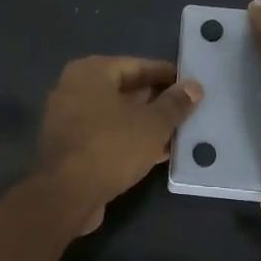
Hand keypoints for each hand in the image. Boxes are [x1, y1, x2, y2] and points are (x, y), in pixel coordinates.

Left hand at [36, 57, 203, 232]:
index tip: (191, 84)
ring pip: (117, 116)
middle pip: (125, 90)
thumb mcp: (152, 124)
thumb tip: (194, 86)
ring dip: (147, 124)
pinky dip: (131, 140)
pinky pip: (108, 136)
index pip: (137, 65)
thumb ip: (175, 103)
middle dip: (157, 101)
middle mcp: (74, 89)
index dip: (167, 75)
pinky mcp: (71, 147)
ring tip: (181, 131)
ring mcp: (69, 120)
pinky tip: (160, 152)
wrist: (66, 195)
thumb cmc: (111, 147)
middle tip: (190, 109)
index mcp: (90, 72)